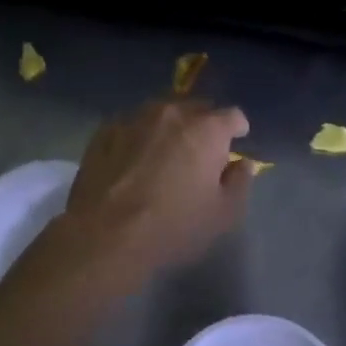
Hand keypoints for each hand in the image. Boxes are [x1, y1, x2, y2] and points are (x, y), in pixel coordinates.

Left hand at [28, 99, 252, 294]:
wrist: (104, 236)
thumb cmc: (173, 227)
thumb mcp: (223, 215)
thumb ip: (239, 183)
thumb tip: (241, 164)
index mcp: (207, 129)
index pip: (232, 115)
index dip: (237, 130)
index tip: (234, 145)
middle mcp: (172, 113)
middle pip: (196, 108)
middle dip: (203, 126)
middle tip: (201, 153)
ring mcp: (134, 118)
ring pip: (161, 113)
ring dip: (169, 128)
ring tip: (165, 153)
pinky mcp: (104, 131)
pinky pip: (132, 125)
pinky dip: (139, 136)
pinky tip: (134, 159)